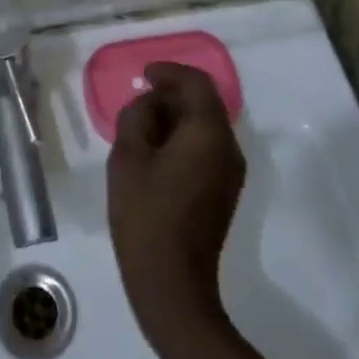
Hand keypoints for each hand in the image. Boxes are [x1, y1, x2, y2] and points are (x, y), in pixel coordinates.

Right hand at [107, 62, 245, 345]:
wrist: (172, 286)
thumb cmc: (146, 215)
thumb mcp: (128, 156)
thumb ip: (137, 116)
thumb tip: (150, 105)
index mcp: (208, 133)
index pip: (197, 83)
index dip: (170, 72)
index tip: (144, 75)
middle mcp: (228, 147)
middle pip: (204, 103)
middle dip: (171, 95)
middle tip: (138, 102)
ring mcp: (230, 173)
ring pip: (205, 126)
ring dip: (176, 118)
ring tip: (141, 128)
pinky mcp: (224, 192)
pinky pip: (205, 149)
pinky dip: (182, 139)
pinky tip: (155, 154)